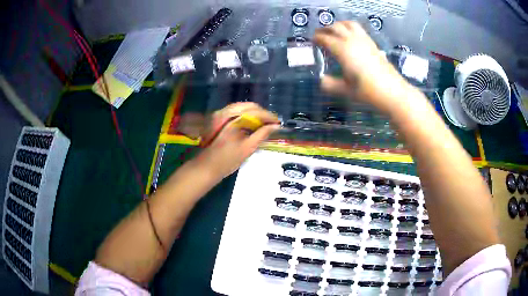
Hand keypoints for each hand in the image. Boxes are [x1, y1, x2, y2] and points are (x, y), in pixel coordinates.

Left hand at [195, 102, 279, 179]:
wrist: (207, 166)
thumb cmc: (227, 160)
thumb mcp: (248, 148)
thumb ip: (262, 134)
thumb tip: (275, 126)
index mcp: (234, 119)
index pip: (256, 112)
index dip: (269, 116)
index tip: (278, 123)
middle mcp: (227, 112)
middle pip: (250, 106)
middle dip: (262, 113)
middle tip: (272, 123)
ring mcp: (221, 114)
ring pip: (243, 107)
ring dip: (255, 113)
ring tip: (264, 124)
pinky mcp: (219, 118)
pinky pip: (237, 111)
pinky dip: (246, 115)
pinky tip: (252, 124)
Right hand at [314, 21, 413, 113]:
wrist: (392, 91)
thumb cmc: (367, 91)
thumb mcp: (345, 90)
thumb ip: (330, 85)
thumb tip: (321, 81)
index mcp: (342, 50)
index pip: (325, 38)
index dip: (317, 38)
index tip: (312, 41)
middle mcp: (352, 40)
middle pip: (335, 27)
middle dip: (325, 29)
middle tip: (320, 35)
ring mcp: (364, 40)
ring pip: (348, 24)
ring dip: (338, 25)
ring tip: (335, 31)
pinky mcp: (372, 43)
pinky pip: (358, 29)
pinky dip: (350, 28)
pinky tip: (350, 37)